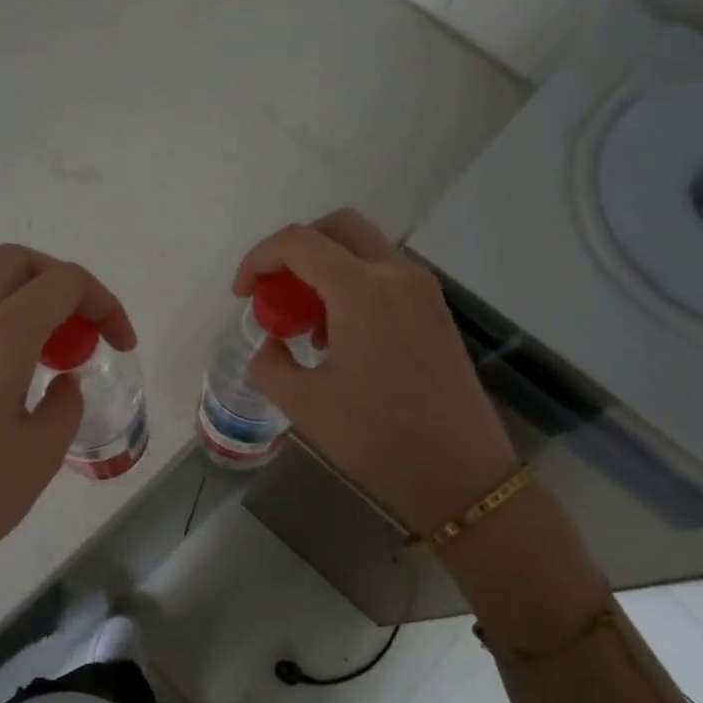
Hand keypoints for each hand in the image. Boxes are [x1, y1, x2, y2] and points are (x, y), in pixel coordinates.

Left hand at [0, 245, 134, 695]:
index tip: (120, 344)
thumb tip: (62, 381)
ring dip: (16, 284)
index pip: (64, 282)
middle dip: (63, 284)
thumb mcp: (42, 452)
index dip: (105, 303)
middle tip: (82, 331)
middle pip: (18, 261)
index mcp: (0, 335)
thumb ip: (65, 403)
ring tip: (36, 332)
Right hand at [234, 209, 518, 534]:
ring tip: (308, 326)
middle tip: (275, 293)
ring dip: (326, 269)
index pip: (298, 242)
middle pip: (338, 228)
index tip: (242, 295)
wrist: (460, 474)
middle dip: (296, 250)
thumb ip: (270, 363)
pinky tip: (342, 339)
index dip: (259, 259)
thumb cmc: (377, 439)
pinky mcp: (436, 312)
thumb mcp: (304, 404)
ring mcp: (423, 291)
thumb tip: (272, 344)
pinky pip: (386, 276)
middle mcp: (397, 275)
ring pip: (365, 249)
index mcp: (361, 290)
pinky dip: (353, 286)